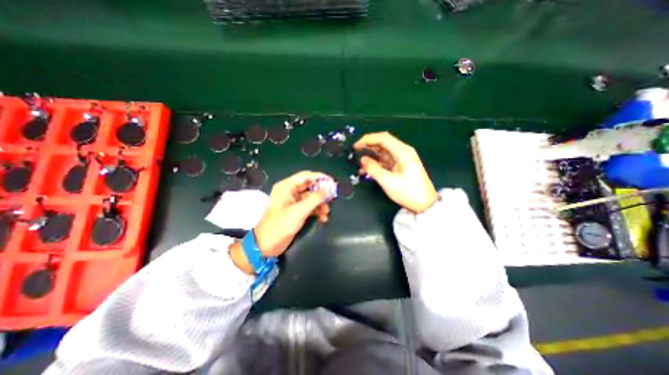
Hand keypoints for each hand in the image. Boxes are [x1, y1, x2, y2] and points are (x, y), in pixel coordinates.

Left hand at [229, 171, 329, 273]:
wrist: (266, 245)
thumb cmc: (280, 226)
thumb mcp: (299, 211)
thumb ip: (315, 199)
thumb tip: (328, 190)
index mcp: (286, 187)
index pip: (306, 176)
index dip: (320, 177)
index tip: (332, 182)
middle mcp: (290, 191)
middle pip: (310, 186)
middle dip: (321, 193)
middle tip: (333, 198)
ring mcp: (293, 201)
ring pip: (311, 197)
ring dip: (320, 204)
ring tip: (326, 213)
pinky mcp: (295, 211)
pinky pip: (309, 206)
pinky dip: (316, 210)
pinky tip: (322, 218)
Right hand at [352, 131, 442, 213]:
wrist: (424, 204)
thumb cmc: (409, 192)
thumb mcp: (388, 181)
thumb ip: (373, 169)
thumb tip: (362, 160)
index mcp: (403, 152)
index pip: (383, 138)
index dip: (368, 139)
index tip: (356, 145)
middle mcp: (402, 152)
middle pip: (383, 143)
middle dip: (368, 146)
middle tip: (356, 151)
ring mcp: (401, 159)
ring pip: (383, 152)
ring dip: (371, 155)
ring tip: (360, 162)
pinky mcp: (399, 166)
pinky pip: (385, 160)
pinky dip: (376, 163)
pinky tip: (367, 169)